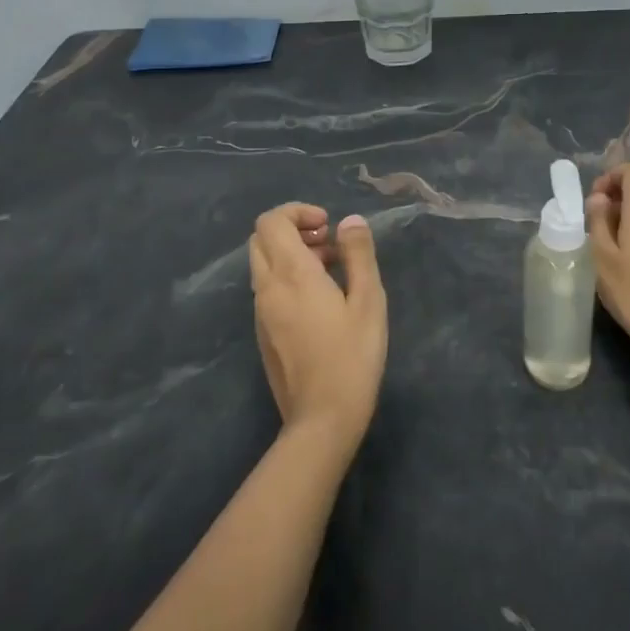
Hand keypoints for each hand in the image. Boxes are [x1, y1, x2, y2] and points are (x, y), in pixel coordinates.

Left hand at [248, 204, 386, 450]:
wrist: (322, 418)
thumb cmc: (352, 355)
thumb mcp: (368, 300)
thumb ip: (358, 254)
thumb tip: (350, 221)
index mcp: (290, 274)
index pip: (271, 221)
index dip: (297, 211)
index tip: (328, 226)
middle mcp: (267, 288)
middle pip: (261, 239)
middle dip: (293, 230)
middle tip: (329, 243)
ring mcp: (261, 313)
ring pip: (263, 264)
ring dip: (292, 254)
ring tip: (333, 271)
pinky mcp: (263, 333)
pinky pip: (268, 289)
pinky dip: (288, 278)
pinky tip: (322, 302)